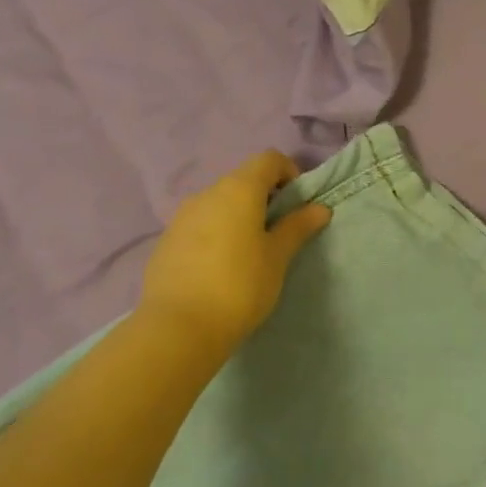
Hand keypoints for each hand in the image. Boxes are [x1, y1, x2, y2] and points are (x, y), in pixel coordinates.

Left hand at [139, 152, 330, 353]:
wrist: (178, 327)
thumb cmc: (239, 287)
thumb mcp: (277, 258)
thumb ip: (297, 228)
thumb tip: (319, 208)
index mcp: (238, 189)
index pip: (269, 159)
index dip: (288, 173)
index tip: (297, 206)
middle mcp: (207, 193)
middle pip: (242, 180)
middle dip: (264, 199)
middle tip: (277, 235)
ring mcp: (182, 216)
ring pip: (218, 204)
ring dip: (237, 217)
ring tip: (248, 255)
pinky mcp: (166, 240)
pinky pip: (198, 225)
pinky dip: (215, 234)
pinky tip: (218, 269)